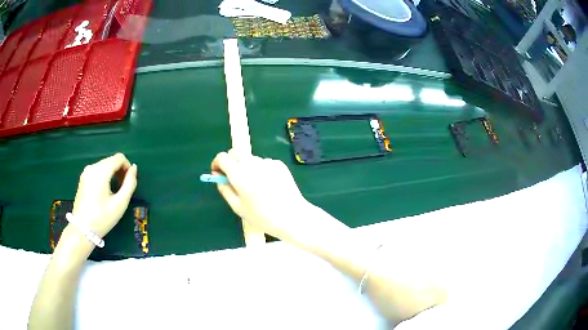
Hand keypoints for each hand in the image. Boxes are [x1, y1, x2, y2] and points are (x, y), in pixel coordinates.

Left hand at [72, 153, 137, 237]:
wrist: (82, 230)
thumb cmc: (102, 218)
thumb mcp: (120, 203)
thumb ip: (130, 184)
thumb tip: (134, 168)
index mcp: (101, 171)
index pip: (119, 158)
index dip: (128, 167)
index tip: (130, 182)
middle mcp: (92, 167)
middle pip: (111, 160)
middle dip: (120, 171)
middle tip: (124, 189)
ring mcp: (86, 172)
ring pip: (105, 165)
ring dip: (113, 173)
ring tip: (115, 191)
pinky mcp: (83, 178)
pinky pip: (98, 170)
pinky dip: (105, 176)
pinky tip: (106, 191)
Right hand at [211, 151, 311, 240]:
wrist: (293, 217)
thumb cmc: (262, 217)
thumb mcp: (238, 207)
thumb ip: (225, 189)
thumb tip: (217, 176)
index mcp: (240, 175)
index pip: (223, 157)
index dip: (217, 163)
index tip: (217, 173)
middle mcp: (253, 164)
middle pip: (236, 152)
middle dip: (230, 162)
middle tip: (232, 178)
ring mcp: (268, 162)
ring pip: (250, 158)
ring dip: (246, 166)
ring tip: (254, 186)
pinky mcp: (279, 164)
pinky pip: (263, 163)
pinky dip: (260, 170)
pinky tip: (268, 185)